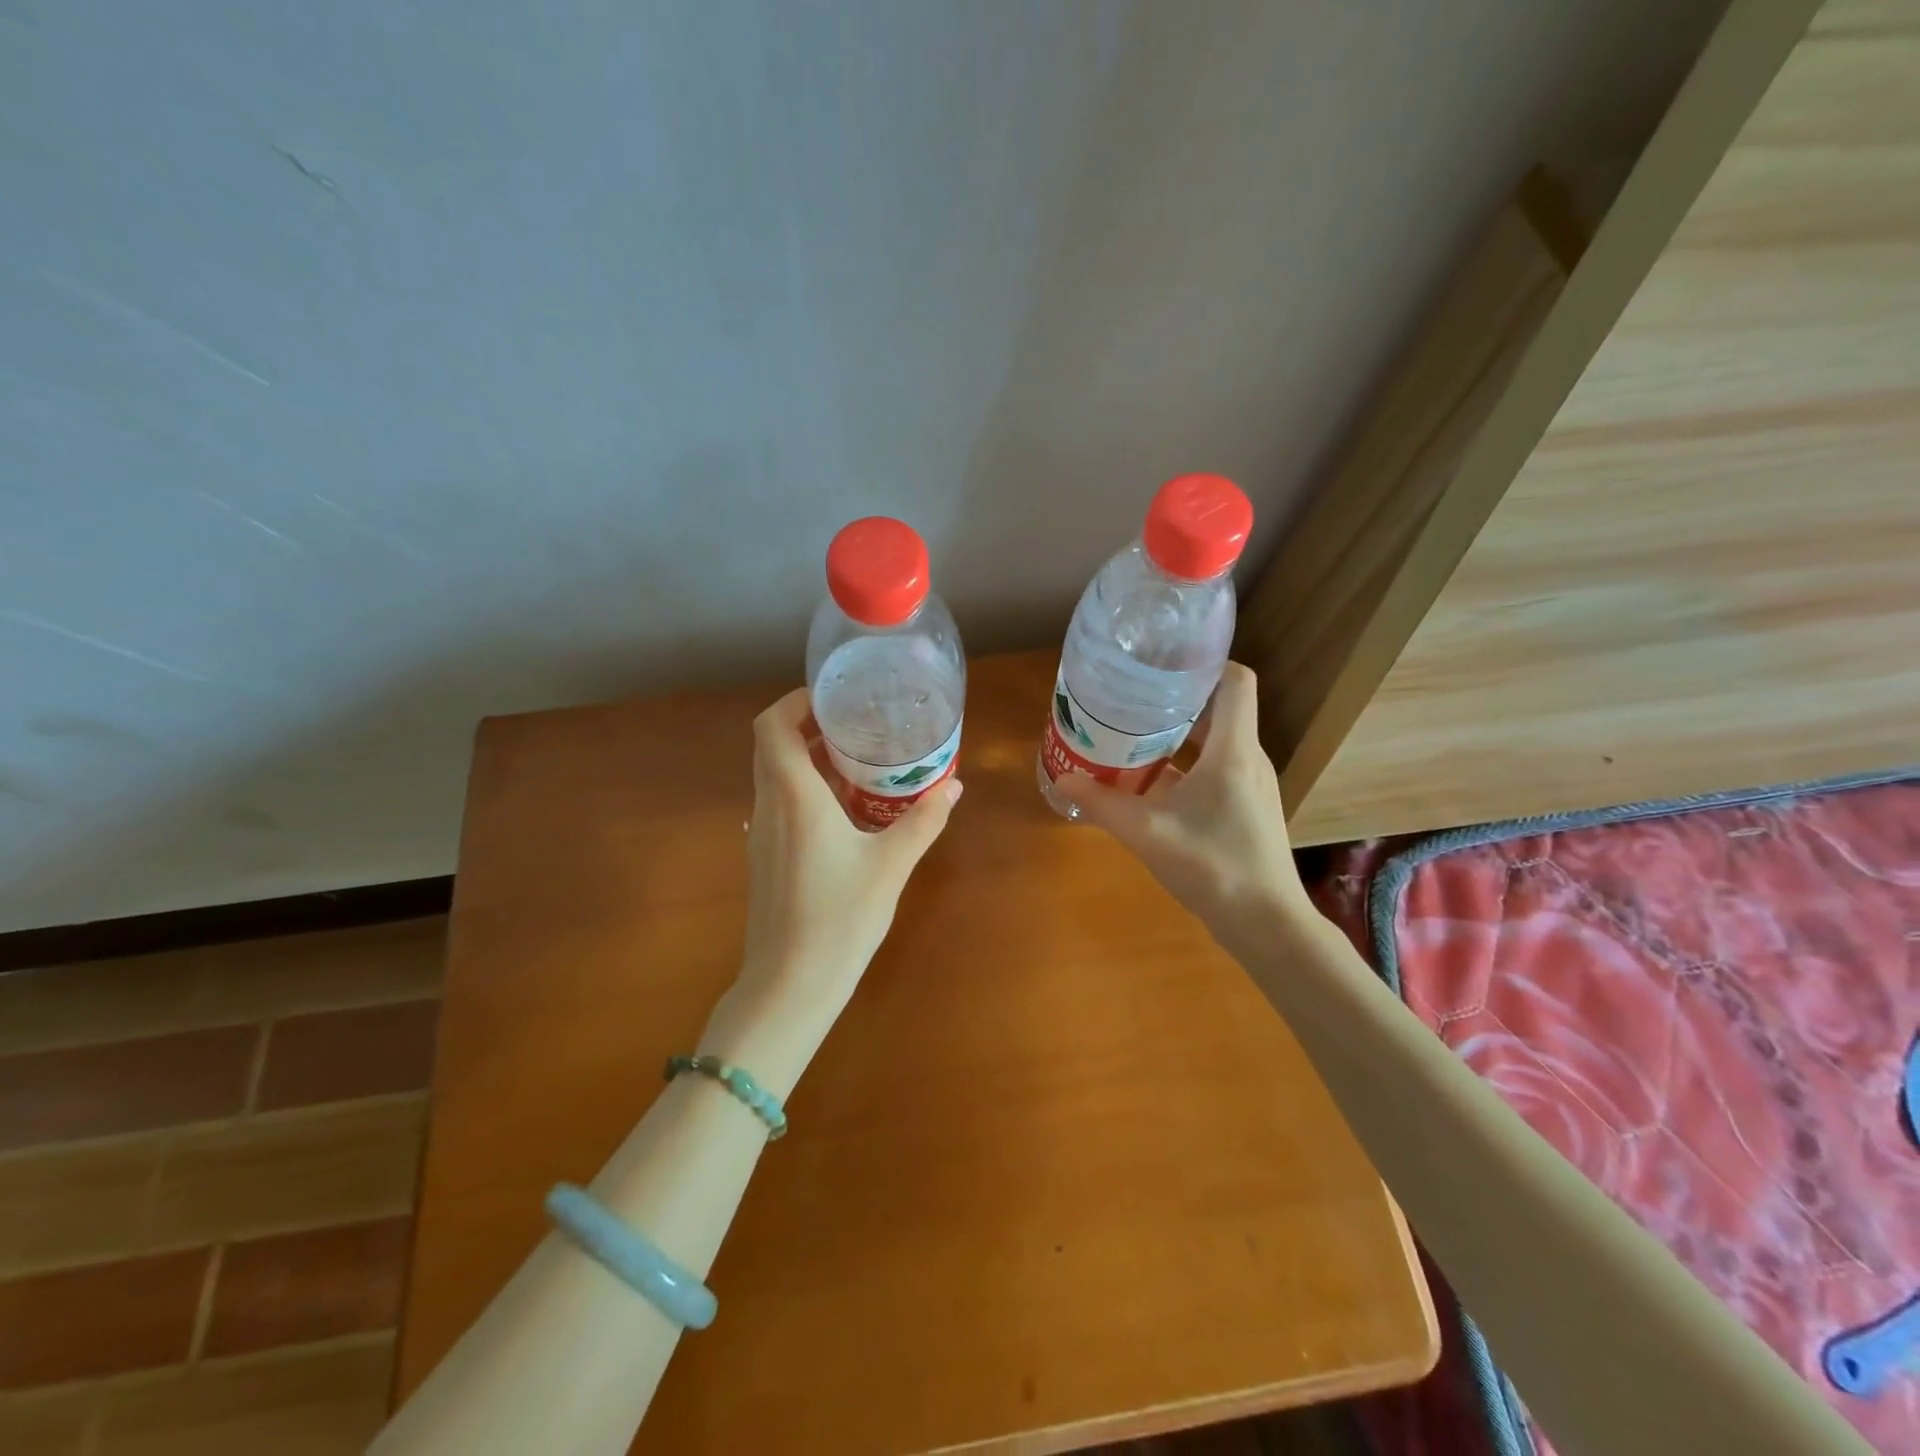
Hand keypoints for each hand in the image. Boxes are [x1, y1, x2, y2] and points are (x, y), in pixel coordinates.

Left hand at [703, 689, 961, 1092]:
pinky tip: (843, 807)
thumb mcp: (891, 866)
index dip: (796, 702)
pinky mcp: (764, 857)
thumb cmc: (840, 918)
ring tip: (854, 757)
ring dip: (805, 756)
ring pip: (773, 774)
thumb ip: (923, 821)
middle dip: (806, 724)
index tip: (834, 698)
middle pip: (771, 745)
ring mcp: (761, 833)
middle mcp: (769, 806)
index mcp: (794, 797)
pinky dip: (803, 787)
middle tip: (854, 721)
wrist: (790, 984)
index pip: (772, 726)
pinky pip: (778, 802)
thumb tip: (953, 786)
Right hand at [1062, 663, 1307, 958]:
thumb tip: (1063, 780)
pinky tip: (1150, 782)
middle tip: (1131, 697)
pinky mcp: (1246, 807)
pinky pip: (1215, 769)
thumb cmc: (1212, 866)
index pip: (1236, 681)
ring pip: (1216, 741)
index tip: (1162, 663)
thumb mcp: (1146, 832)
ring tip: (1133, 733)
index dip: (1205, 662)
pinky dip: (1185, 765)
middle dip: (1176, 699)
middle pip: (1219, 708)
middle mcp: (1248, 757)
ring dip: (1178, 734)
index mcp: (1233, 750)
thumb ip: (1101, 804)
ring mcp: (1251, 784)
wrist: (1266, 924)